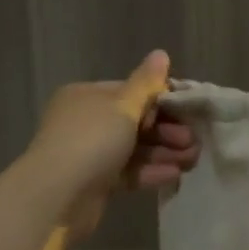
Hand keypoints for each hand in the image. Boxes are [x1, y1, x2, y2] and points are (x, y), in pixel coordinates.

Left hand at [28, 51, 200, 238]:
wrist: (56, 196)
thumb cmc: (91, 140)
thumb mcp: (123, 106)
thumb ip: (146, 83)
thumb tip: (161, 53)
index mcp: (87, 96)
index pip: (131, 92)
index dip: (161, 100)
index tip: (188, 112)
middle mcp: (86, 121)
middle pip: (135, 121)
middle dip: (167, 131)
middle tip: (192, 141)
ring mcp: (89, 153)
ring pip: (134, 148)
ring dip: (164, 152)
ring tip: (191, 160)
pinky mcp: (95, 182)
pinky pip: (128, 172)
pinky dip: (150, 171)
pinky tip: (174, 175)